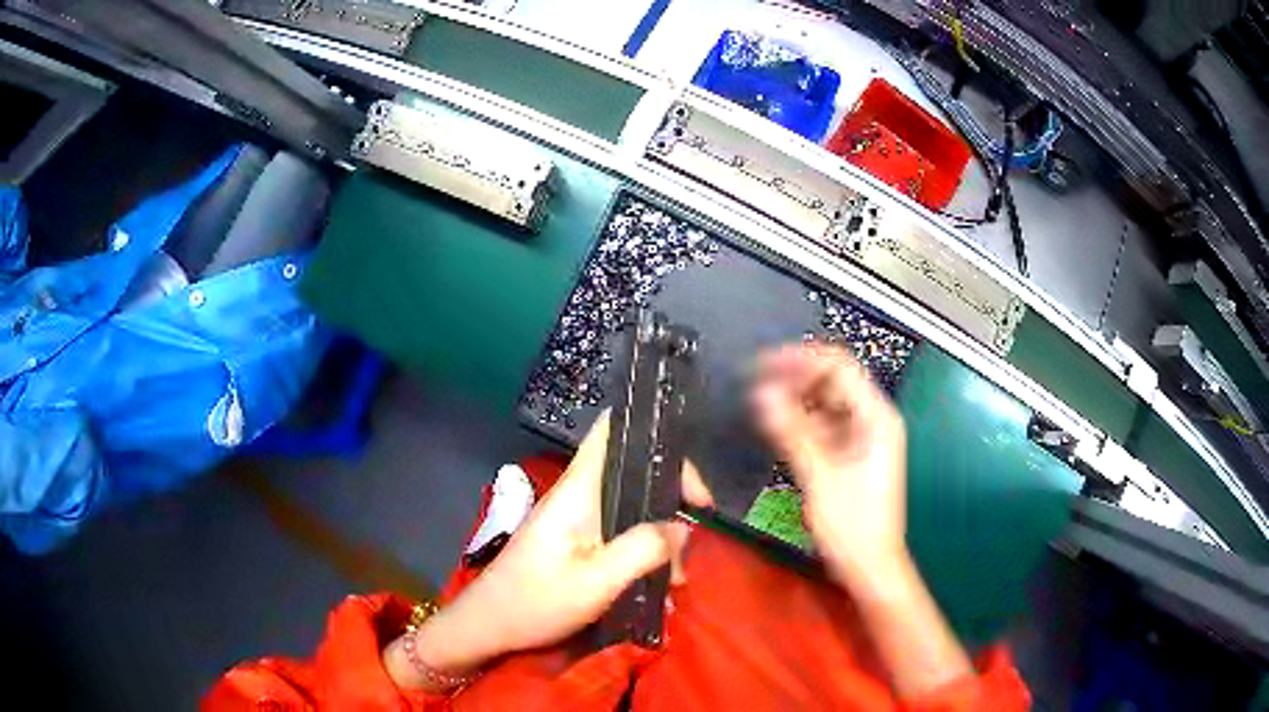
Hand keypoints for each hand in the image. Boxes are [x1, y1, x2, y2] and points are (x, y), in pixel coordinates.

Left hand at [387, 412, 712, 689]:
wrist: (489, 626)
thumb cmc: (536, 602)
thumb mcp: (596, 582)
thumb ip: (642, 550)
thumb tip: (683, 528)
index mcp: (579, 490)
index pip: (611, 431)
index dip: (654, 436)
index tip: (691, 487)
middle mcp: (579, 495)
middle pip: (634, 473)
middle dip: (670, 504)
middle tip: (689, 548)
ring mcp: (577, 519)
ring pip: (632, 509)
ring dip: (660, 540)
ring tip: (673, 582)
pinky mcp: (577, 542)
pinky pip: (621, 535)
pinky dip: (643, 555)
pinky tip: (654, 590)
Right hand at [749, 343, 907, 585]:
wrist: (869, 565)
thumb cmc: (852, 525)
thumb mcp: (820, 476)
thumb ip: (792, 431)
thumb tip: (761, 393)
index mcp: (876, 417)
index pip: (839, 367)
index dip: (801, 359)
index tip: (763, 364)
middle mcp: (873, 419)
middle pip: (833, 381)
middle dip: (795, 377)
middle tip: (755, 382)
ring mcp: (862, 436)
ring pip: (826, 402)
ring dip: (795, 398)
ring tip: (760, 401)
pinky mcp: (850, 453)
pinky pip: (824, 424)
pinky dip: (801, 421)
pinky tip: (777, 424)